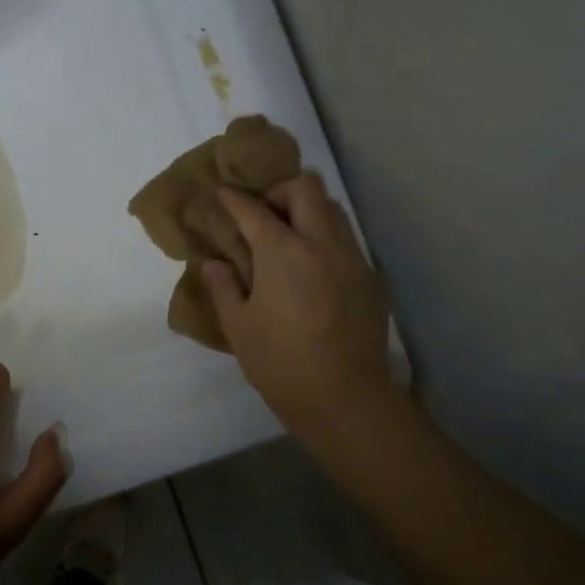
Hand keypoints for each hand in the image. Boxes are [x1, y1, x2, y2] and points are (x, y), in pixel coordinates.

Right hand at [205, 173, 400, 445]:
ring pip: (333, 210)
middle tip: (263, 214)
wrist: (343, 397)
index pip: (254, 209)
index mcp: (282, 253)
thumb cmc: (279, 362)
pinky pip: (347, 240)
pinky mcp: (370, 278)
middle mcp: (322, 244)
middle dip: (280, 191)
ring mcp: (352, 259)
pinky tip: (313, 270)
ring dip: (308, 211)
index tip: (223, 193)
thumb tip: (214, 264)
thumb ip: (223, 287)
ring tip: (289, 237)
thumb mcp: (238, 326)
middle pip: (306, 188)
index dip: (234, 198)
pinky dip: (326, 239)